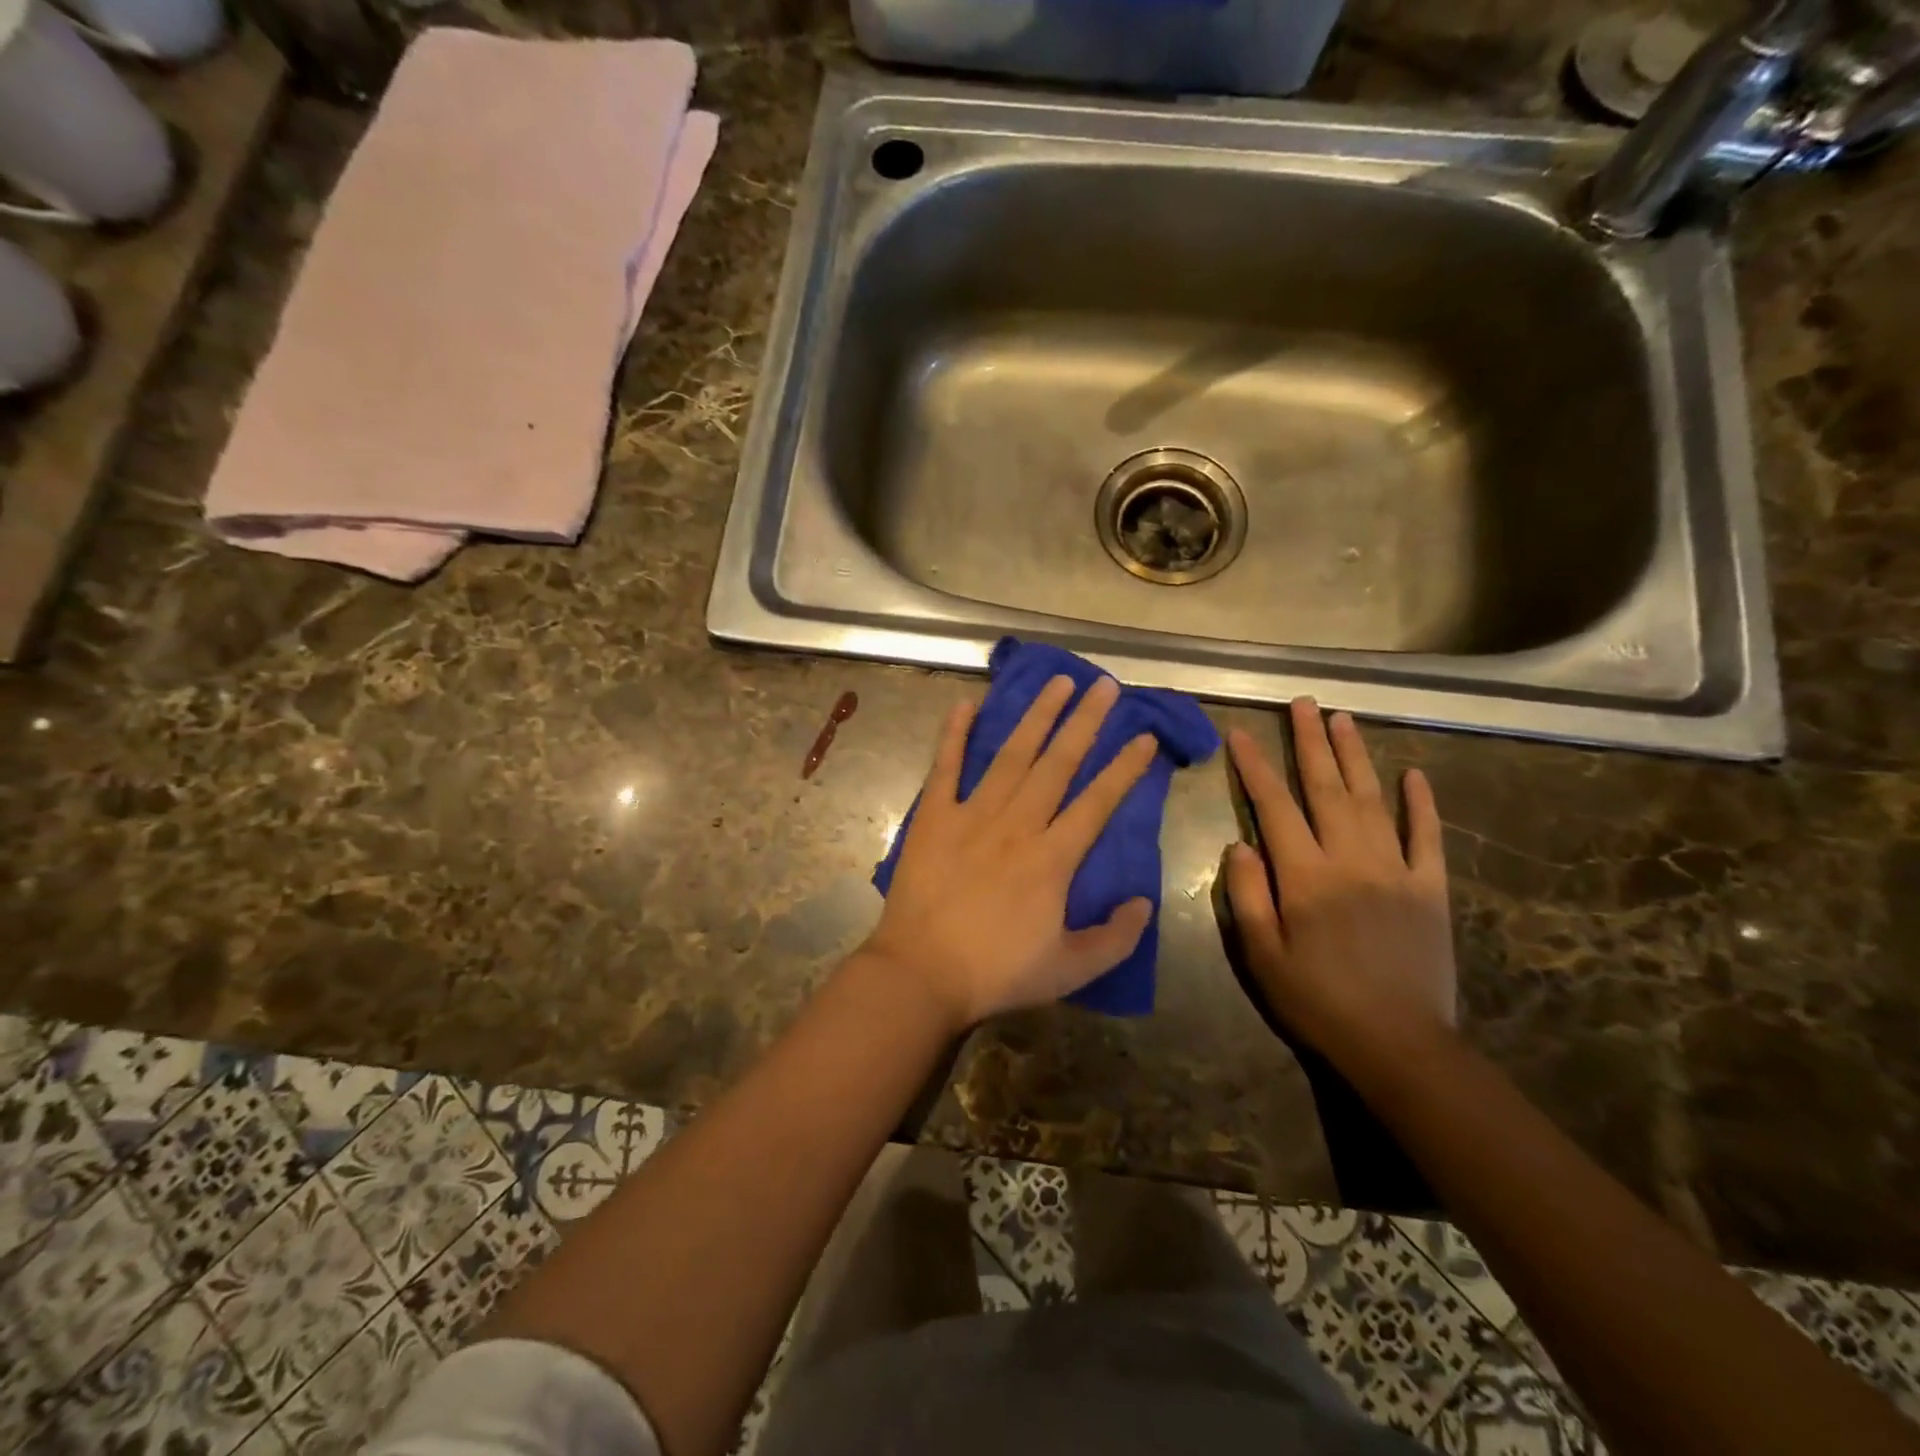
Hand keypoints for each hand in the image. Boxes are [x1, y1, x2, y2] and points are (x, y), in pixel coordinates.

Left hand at [863, 675, 1158, 1031]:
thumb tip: (1144, 903)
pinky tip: (965, 704)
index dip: (1125, 768)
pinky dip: (954, 735)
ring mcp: (972, 815)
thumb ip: (1115, 938)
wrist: (921, 975)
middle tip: (1104, 684)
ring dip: (1036, 716)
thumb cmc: (996, 973)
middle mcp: (1017, 824)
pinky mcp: (934, 817)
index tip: (1144, 735)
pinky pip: (946, 767)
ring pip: (1011, 755)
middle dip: (1085, 721)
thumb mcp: (1070, 971)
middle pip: (1058, 763)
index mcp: (1052, 858)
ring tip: (1057, 682)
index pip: (1098, 801)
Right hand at [1223, 699, 1455, 1072]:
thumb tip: (1239, 843)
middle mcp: (1350, 859)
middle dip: (1309, 742)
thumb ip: (1246, 895)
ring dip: (1355, 756)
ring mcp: (1396, 870)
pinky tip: (1415, 774)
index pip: (1273, 805)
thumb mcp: (1261, 955)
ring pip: (1373, 799)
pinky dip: (1422, 803)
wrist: (1399, 1044)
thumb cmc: (1317, 1000)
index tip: (1240, 732)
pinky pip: (1427, 837)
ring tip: (1342, 719)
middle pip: (1326, 788)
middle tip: (1302, 702)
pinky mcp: (1431, 888)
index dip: (1254, 766)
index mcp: (1305, 875)